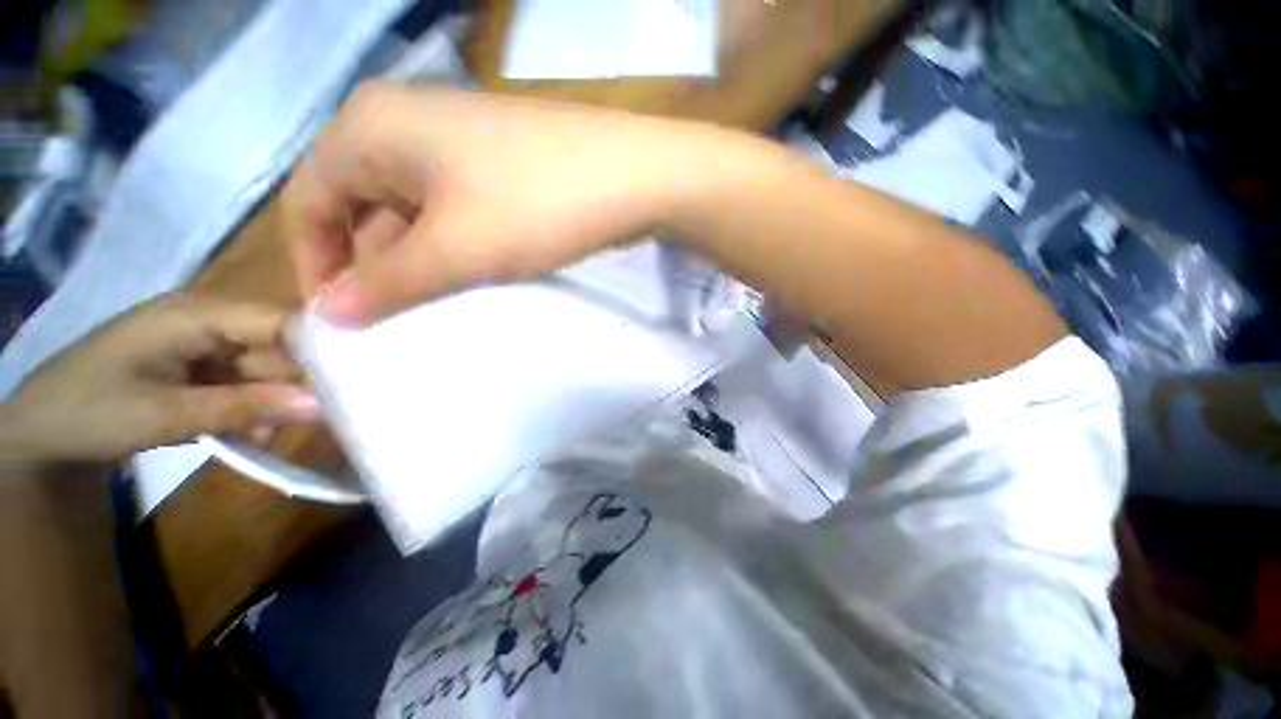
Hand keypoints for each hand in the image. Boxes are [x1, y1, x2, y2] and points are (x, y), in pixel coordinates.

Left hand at [0, 295, 320, 462]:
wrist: (39, 433)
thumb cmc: (89, 411)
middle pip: (279, 348)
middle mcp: (210, 322)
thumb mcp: (164, 414)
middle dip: (297, 385)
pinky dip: (253, 413)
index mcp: (198, 314)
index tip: (359, 380)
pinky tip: (247, 437)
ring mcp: (205, 347)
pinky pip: (246, 387)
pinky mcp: (201, 370)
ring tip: (269, 437)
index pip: (282, 321)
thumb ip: (245, 408)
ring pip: (265, 372)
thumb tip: (323, 406)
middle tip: (325, 420)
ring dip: (273, 405)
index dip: (322, 346)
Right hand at [282, 83, 737, 324]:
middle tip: (393, 324)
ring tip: (431, 309)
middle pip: (358, 206)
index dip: (316, 266)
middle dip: (372, 267)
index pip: (308, 204)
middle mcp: (403, 123)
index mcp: (370, 128)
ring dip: (416, 260)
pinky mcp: (495, 161)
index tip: (343, 322)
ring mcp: (455, 139)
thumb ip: (386, 284)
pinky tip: (468, 276)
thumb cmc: (536, 207)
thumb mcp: (454, 251)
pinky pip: (451, 208)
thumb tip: (327, 315)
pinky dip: (450, 244)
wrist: (631, 177)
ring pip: (410, 211)